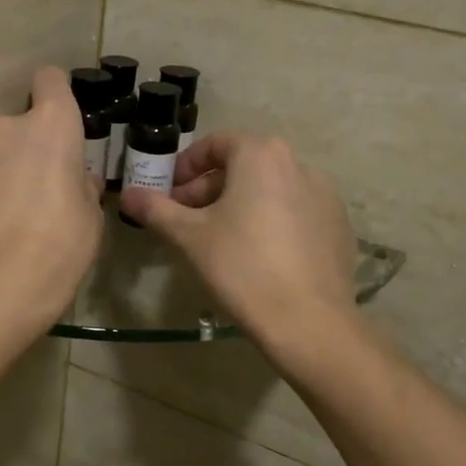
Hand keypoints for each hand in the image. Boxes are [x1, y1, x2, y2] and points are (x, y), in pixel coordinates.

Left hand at [0, 67, 103, 345]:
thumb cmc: (61, 244)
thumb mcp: (91, 216)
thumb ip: (83, 185)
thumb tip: (78, 178)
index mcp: (52, 124)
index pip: (50, 79)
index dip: (58, 93)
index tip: (64, 119)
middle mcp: (7, 126)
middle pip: (22, 122)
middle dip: (32, 145)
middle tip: (44, 184)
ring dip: (5, 166)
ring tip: (14, 210)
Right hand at [120, 133, 358, 360]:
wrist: (308, 320)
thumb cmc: (241, 267)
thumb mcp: (189, 237)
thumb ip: (156, 210)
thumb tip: (127, 195)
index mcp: (261, 156)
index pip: (216, 144)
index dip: (186, 166)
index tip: (169, 192)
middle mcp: (298, 164)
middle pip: (244, 166)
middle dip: (209, 189)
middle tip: (186, 220)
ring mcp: (325, 195)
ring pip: (270, 189)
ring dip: (240, 204)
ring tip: (220, 239)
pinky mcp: (338, 225)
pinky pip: (294, 212)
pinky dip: (270, 221)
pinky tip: (258, 255)